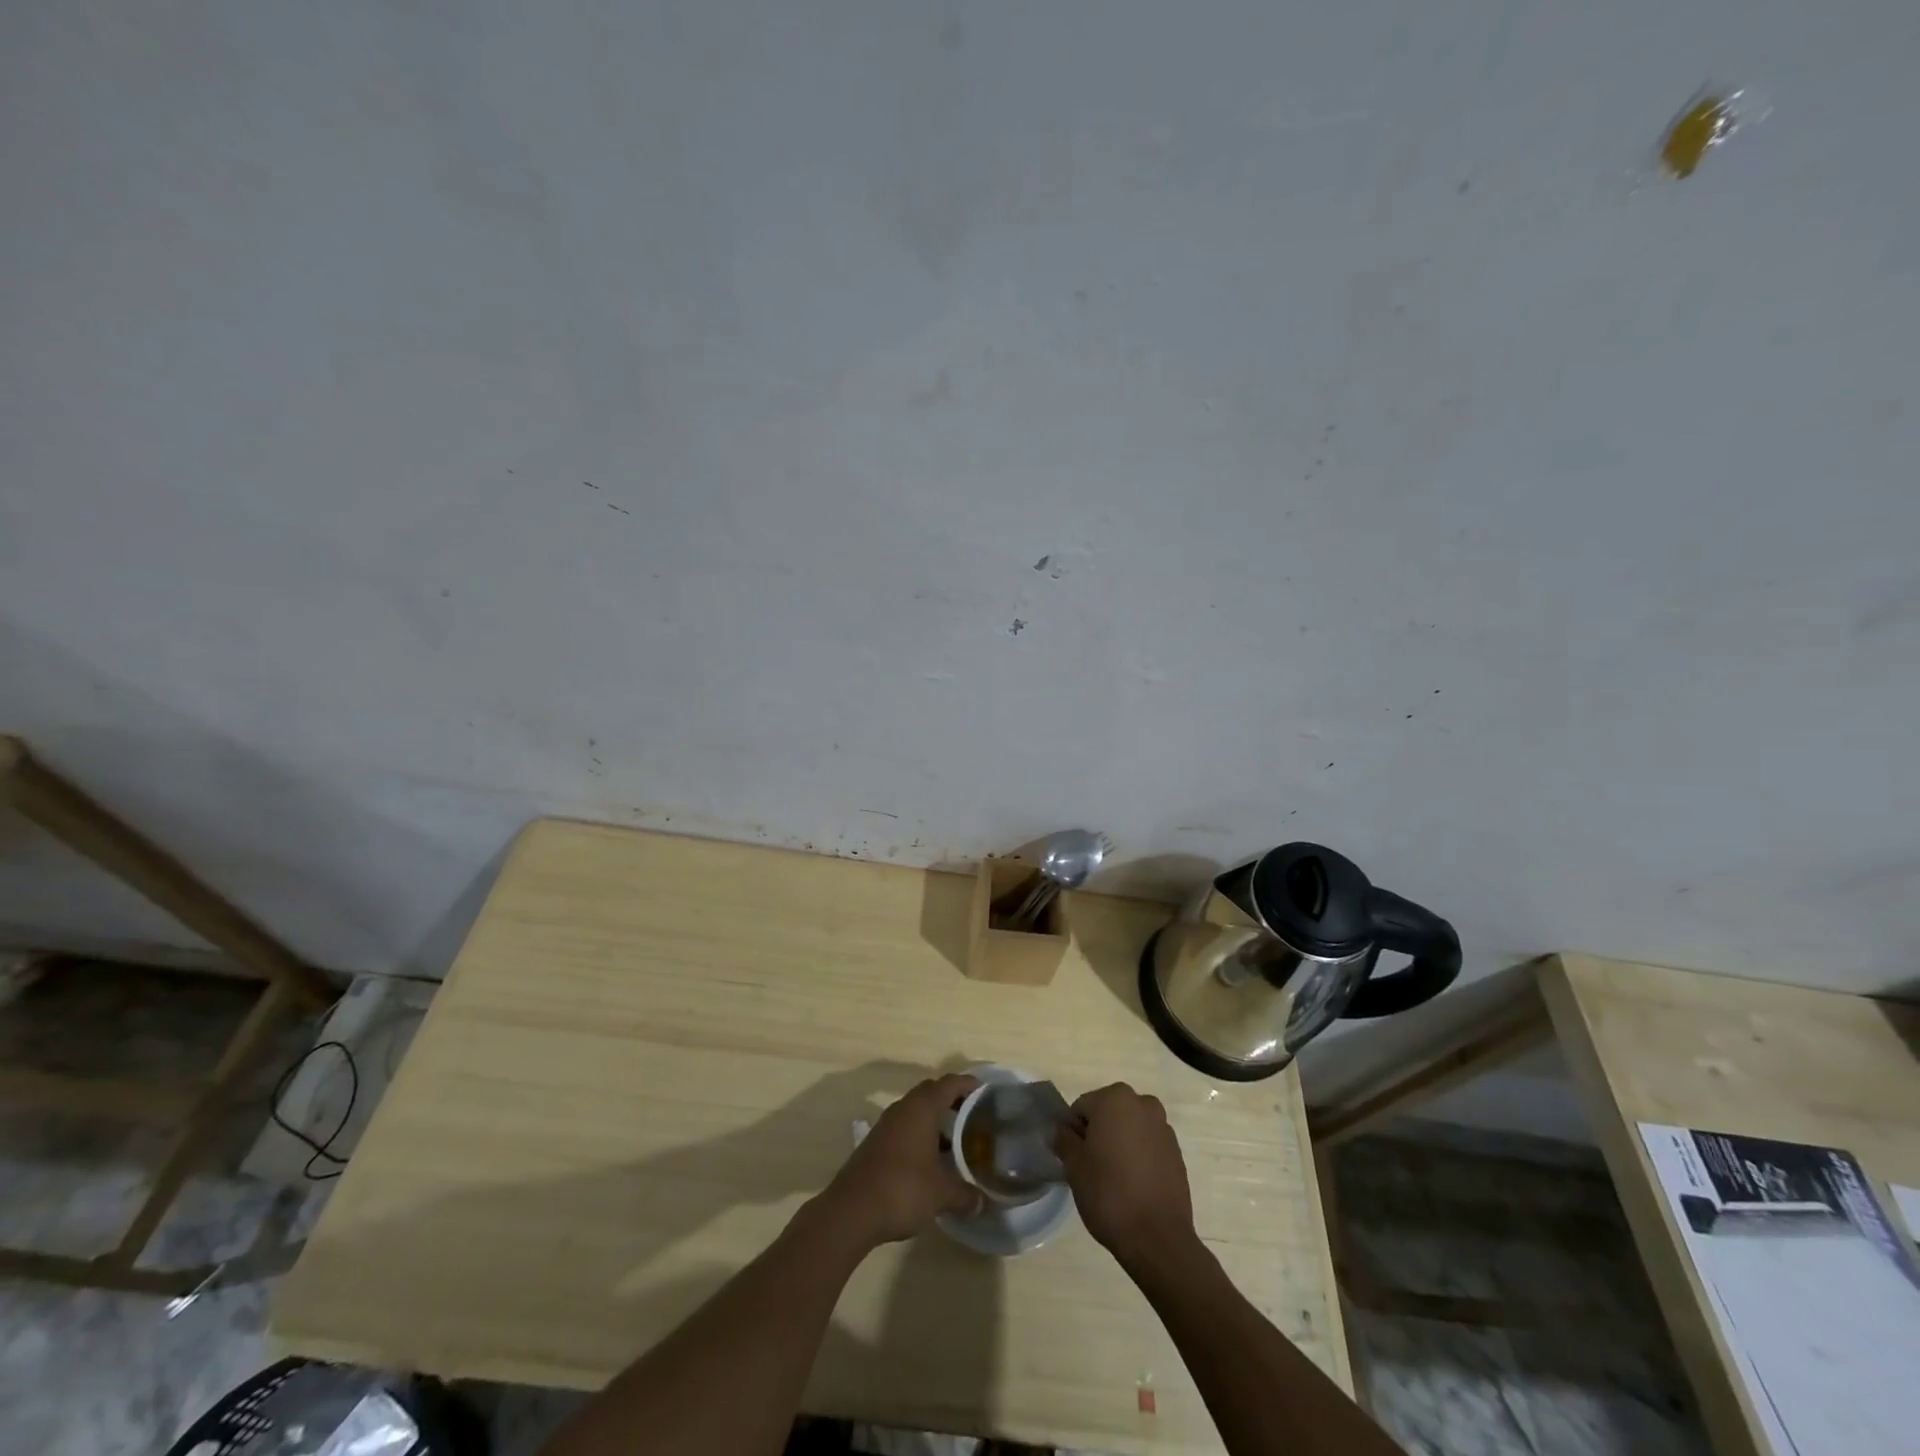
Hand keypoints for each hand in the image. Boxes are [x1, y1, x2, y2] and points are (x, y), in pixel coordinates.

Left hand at [823, 1073, 981, 1247]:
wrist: (851, 1210)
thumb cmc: (902, 1189)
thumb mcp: (941, 1194)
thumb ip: (965, 1195)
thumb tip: (984, 1203)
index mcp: (922, 1108)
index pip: (949, 1083)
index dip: (968, 1084)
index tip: (985, 1094)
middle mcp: (903, 1108)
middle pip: (931, 1093)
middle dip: (952, 1101)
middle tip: (972, 1118)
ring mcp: (886, 1124)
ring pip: (916, 1111)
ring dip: (935, 1121)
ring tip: (955, 1143)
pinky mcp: (875, 1142)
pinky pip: (904, 1127)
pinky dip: (920, 1135)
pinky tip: (930, 1161)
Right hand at [1056, 1083, 1194, 1265]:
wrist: (1158, 1238)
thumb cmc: (1109, 1195)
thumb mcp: (1074, 1167)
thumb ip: (1064, 1141)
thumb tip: (1063, 1132)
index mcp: (1115, 1098)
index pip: (1082, 1108)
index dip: (1074, 1133)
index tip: (1074, 1159)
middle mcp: (1143, 1104)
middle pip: (1109, 1114)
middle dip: (1099, 1134)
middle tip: (1092, 1168)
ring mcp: (1164, 1128)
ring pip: (1130, 1129)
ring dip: (1120, 1144)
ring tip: (1115, 1179)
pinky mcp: (1177, 1153)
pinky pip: (1149, 1146)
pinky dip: (1139, 1157)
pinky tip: (1135, 1185)